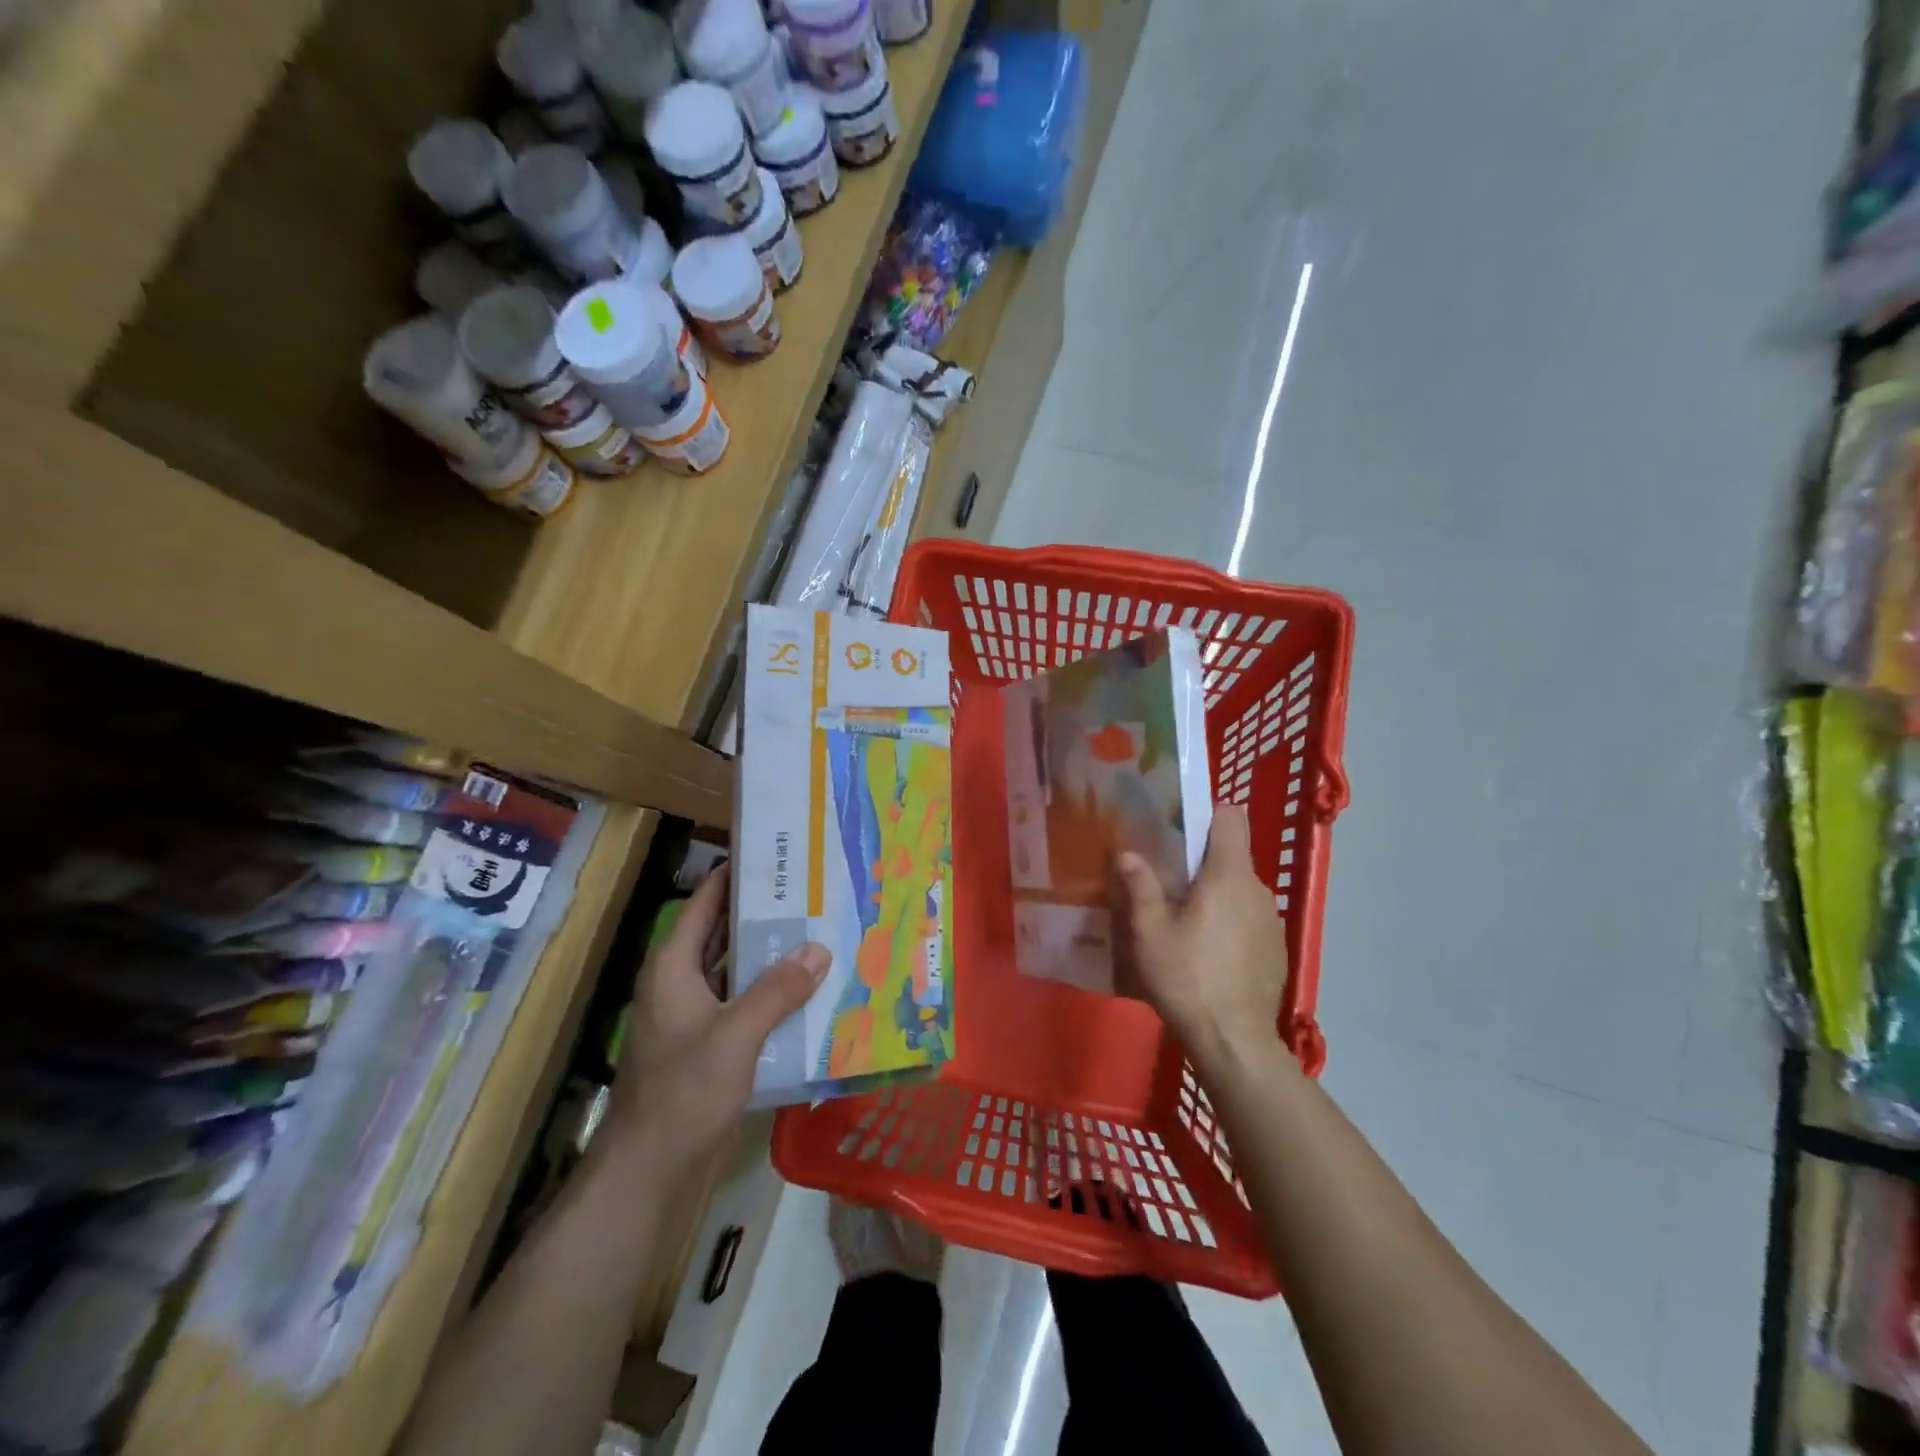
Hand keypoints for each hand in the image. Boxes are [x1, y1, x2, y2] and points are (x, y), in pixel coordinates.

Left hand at [602, 867, 829, 1177]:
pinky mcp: (702, 1041)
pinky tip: (803, 989)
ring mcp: (689, 1013)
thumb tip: (819, 948)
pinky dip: (765, 990)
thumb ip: (778, 990)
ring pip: (732, 968)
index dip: (735, 875)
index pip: (706, 902)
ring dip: (767, 954)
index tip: (776, 855)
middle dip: (762, 913)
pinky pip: (737, 1000)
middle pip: (721, 932)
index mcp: (674, 966)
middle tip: (810, 892)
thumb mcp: (736, 1036)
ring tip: (816, 933)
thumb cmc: (684, 1092)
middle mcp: (678, 981)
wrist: (646, 1169)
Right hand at [1113, 806, 1293, 1076]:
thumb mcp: (1149, 931)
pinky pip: (1248, 918)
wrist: (1234, 1041)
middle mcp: (1257, 889)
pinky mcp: (1276, 949)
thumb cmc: (1187, 976)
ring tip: (1182, 917)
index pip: (1231, 818)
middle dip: (1200, 860)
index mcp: (1229, 875)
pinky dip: (1229, 921)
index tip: (1177, 825)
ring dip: (1214, 894)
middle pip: (1231, 855)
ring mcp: (1271, 920)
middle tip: (1165, 877)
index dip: (1207, 812)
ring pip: (1239, 889)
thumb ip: (1140, 886)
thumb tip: (1128, 853)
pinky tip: (1206, 951)